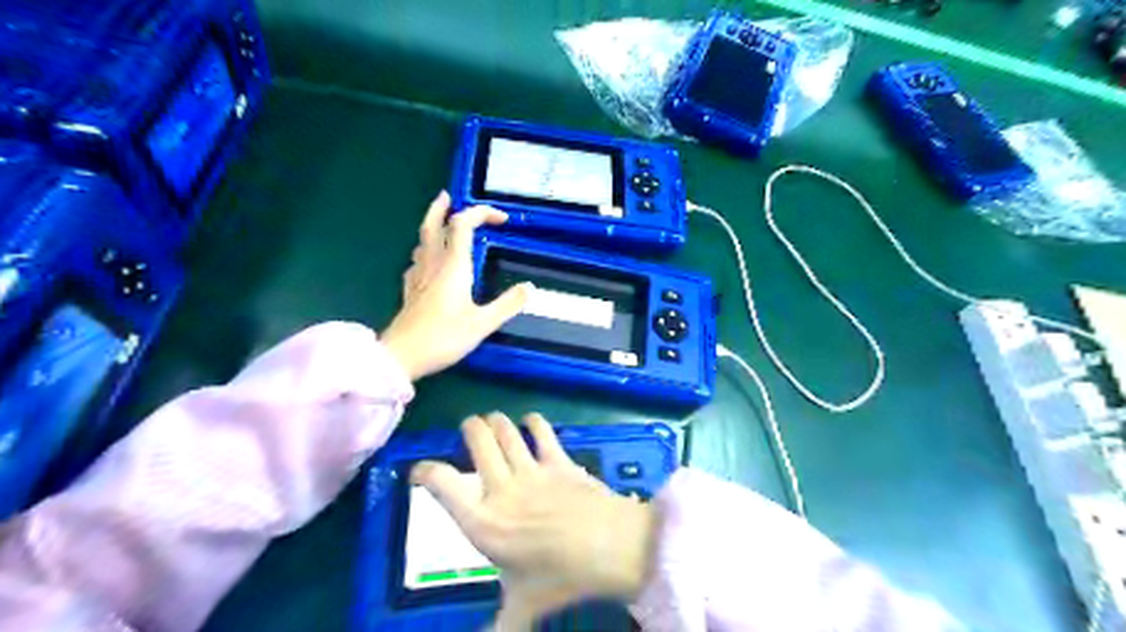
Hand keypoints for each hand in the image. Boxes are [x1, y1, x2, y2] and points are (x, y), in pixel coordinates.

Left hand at [383, 193, 534, 378]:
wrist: (402, 356)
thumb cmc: (444, 337)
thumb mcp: (483, 323)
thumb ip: (507, 305)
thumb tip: (530, 288)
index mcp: (453, 266)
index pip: (463, 225)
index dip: (481, 213)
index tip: (502, 220)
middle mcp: (433, 264)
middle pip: (432, 225)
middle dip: (442, 208)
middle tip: (449, 197)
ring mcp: (417, 276)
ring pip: (421, 241)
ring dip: (432, 226)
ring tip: (441, 225)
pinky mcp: (410, 291)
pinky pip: (416, 262)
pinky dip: (425, 253)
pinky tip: (428, 263)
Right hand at [412, 415, 662, 626]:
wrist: (609, 548)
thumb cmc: (560, 578)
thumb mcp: (522, 607)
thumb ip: (500, 625)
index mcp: (483, 522)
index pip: (443, 485)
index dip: (426, 472)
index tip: (419, 471)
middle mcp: (501, 488)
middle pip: (478, 440)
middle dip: (469, 428)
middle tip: (469, 427)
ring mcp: (531, 470)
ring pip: (506, 431)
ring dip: (497, 421)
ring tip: (493, 419)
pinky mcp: (559, 461)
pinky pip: (543, 433)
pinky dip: (535, 423)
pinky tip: (531, 420)